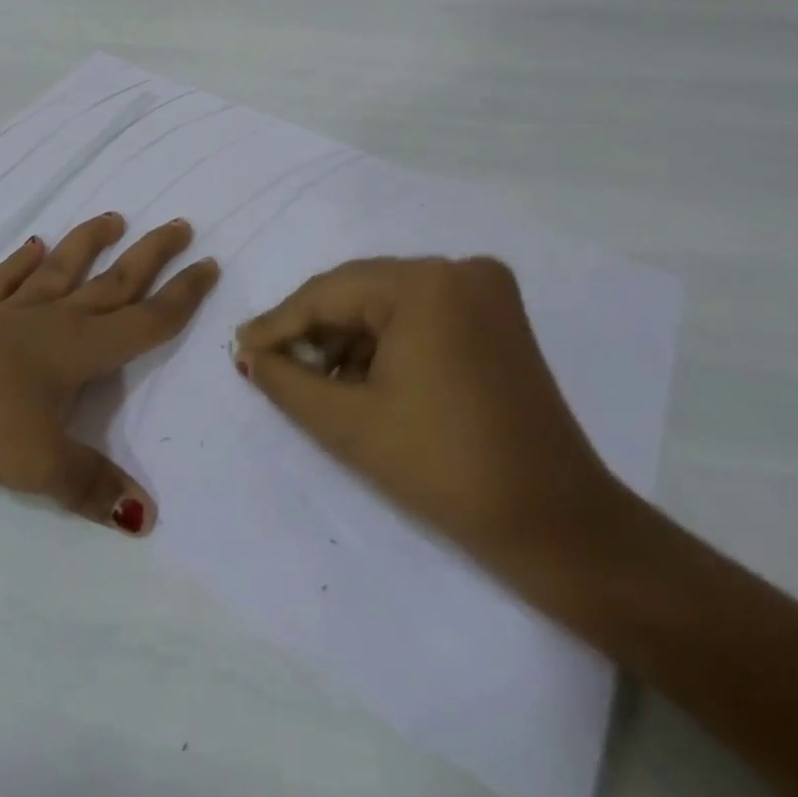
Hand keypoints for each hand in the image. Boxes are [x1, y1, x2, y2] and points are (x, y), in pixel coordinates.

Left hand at [0, 213, 218, 535]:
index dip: (181, 297)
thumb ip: (92, 486)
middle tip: (179, 224)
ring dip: (89, 245)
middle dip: (150, 256)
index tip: (209, 264)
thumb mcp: (41, 464)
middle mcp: (50, 321)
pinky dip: (20, 263)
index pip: (144, 321)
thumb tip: (146, 517)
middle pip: (112, 283)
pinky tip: (33, 246)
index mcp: (78, 350)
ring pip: (60, 271)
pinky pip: (4, 281)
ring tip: (113, 218)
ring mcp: (7, 313)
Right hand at [233, 256, 621, 578]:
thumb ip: (284, 380)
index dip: (279, 323)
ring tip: (314, 380)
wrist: (558, 526)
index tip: (240, 347)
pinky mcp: (498, 318)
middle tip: (270, 363)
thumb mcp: (347, 424)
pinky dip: (386, 343)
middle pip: (358, 292)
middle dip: (312, 330)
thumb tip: (247, 354)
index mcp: (425, 283)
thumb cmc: (443, 469)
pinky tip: (360, 379)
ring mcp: (485, 291)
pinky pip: (420, 315)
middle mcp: (458, 270)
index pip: (328, 293)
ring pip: (387, 304)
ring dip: (347, 339)